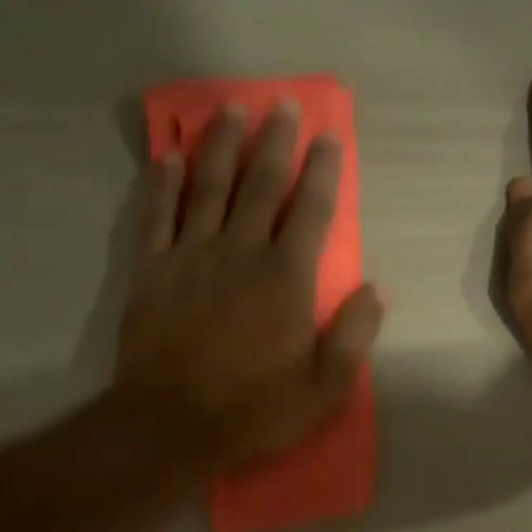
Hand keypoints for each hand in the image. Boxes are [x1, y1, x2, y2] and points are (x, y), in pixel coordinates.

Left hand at [115, 102, 384, 472]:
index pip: (311, 211)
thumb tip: (380, 288)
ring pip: (208, 187)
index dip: (323, 171)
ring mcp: (190, 257)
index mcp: (286, 279)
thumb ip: (354, 336)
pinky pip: (156, 216)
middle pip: (260, 184)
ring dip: (221, 145)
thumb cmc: (252, 412)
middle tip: (281, 104)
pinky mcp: (151, 271)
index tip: (330, 136)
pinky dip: (163, 185)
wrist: (168, 427)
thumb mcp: (323, 390)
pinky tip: (169, 158)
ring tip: (229, 108)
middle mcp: (239, 253)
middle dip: (275, 141)